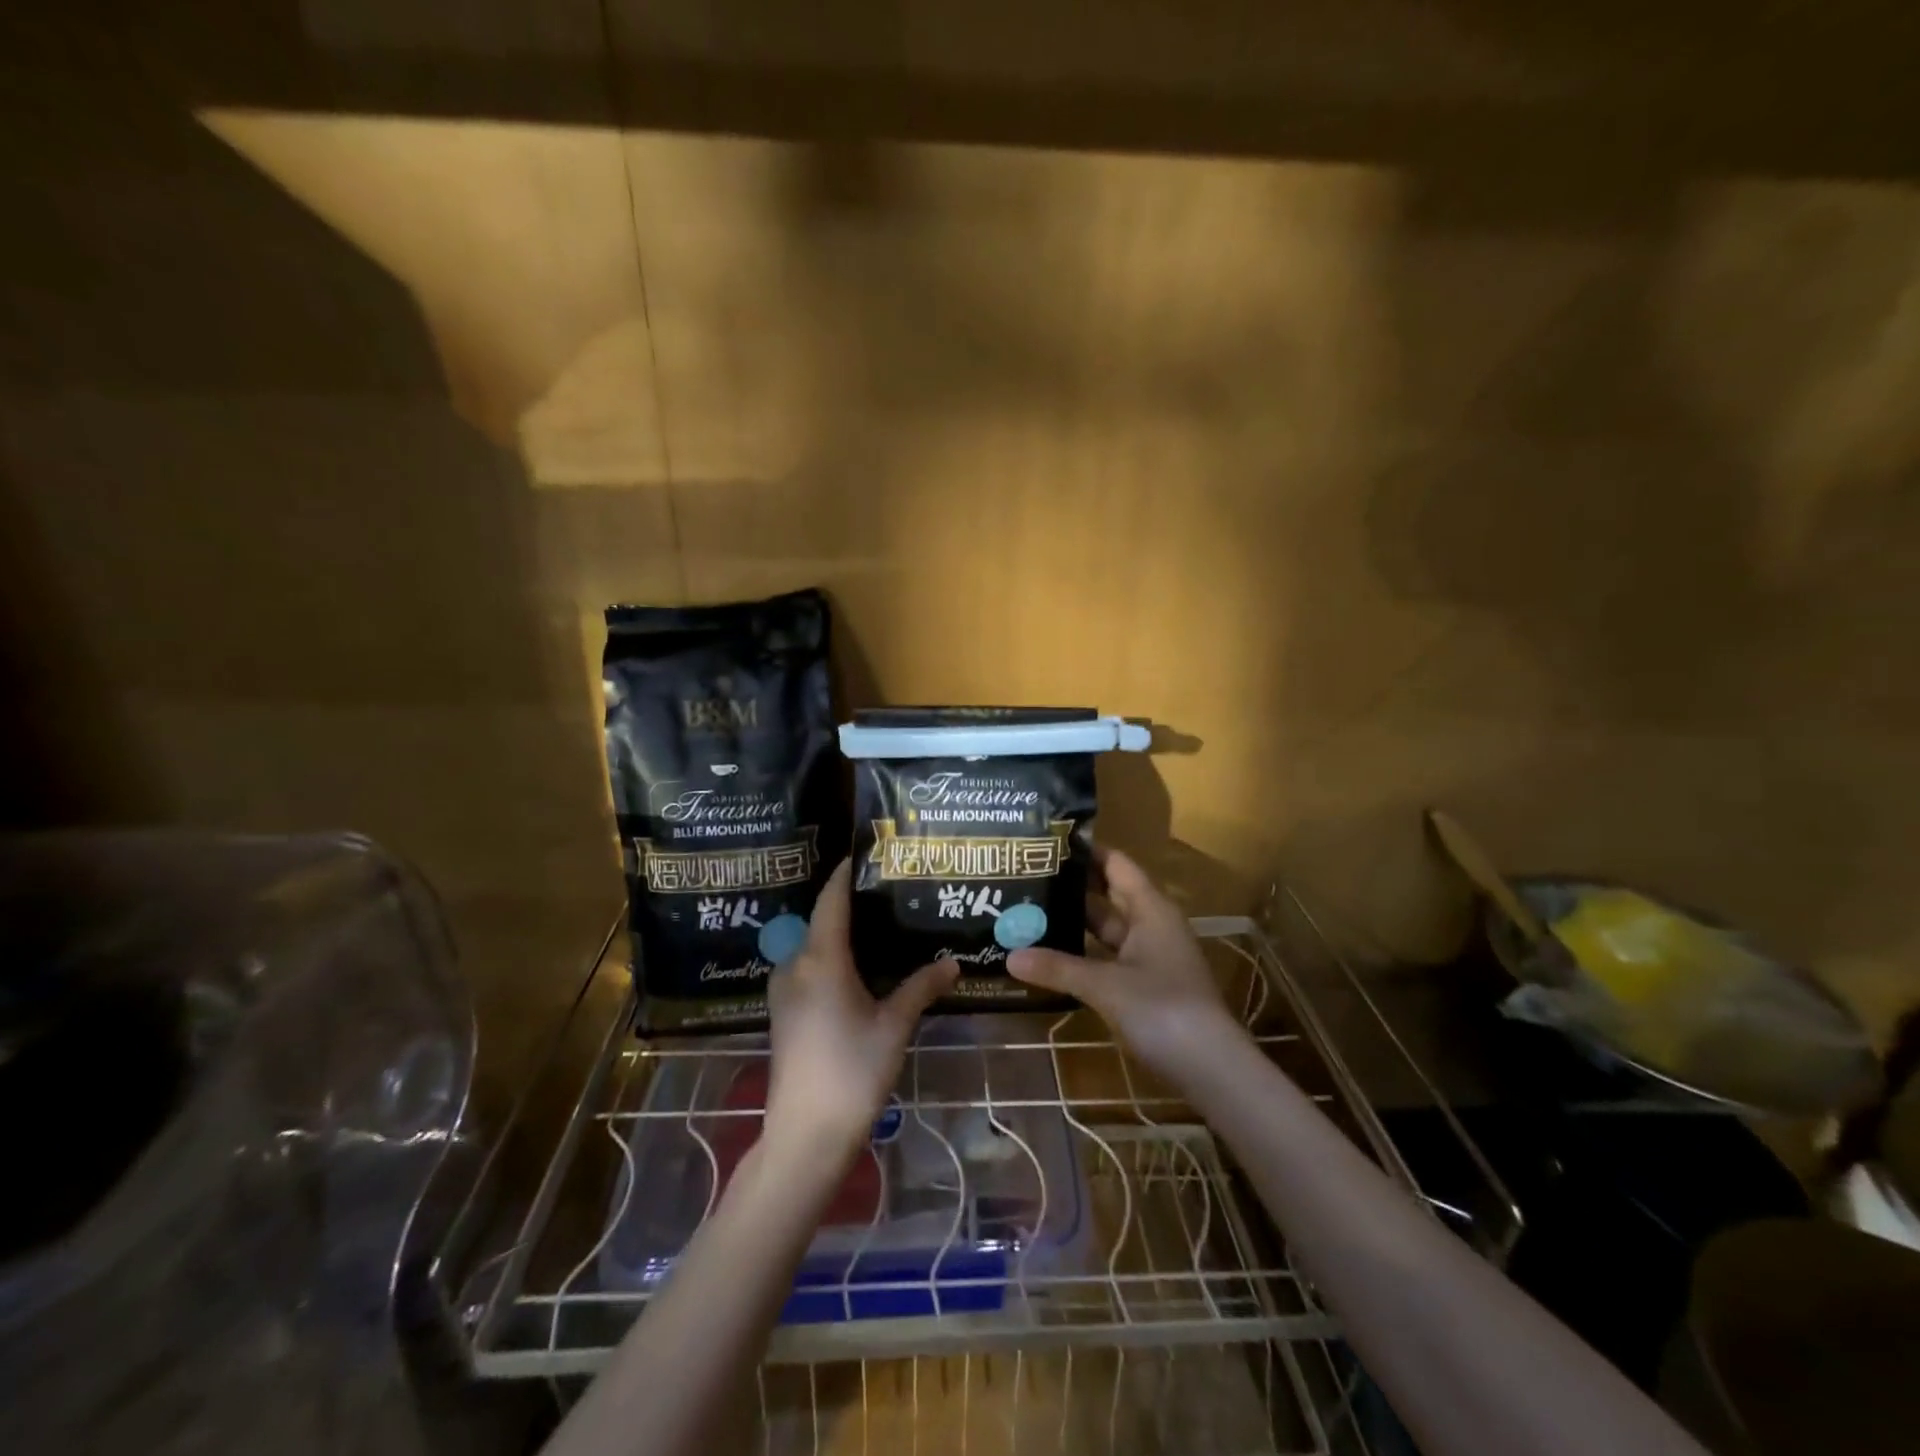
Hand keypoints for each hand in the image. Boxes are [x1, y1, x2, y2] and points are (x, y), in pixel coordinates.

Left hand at [763, 860, 957, 1160]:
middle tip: (889, 892)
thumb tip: (953, 962)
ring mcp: (784, 989)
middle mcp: (795, 964)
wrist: (805, 1135)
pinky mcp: (784, 1011)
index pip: (832, 899)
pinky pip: (808, 967)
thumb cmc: (853, 1072)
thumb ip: (921, 987)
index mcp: (820, 959)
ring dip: (842, 933)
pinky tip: (860, 966)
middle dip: (851, 903)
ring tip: (880, 925)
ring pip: (814, 945)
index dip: (846, 874)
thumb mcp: (894, 1025)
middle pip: (822, 919)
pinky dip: (832, 957)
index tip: (866, 854)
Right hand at [1008, 846, 1245, 1083]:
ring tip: (1029, 915)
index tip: (1047, 844)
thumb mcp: (1105, 985)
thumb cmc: (1162, 1009)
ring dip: (1074, 925)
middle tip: (1026, 879)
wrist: (1211, 1069)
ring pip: (1106, 931)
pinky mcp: (1146, 987)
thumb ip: (1057, 968)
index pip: (1116, 864)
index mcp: (1151, 909)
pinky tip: (1051, 959)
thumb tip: (1010, 956)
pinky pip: (1108, 959)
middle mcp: (1152, 926)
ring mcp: (1150, 958)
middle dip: (1071, 889)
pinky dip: (1083, 957)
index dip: (1086, 852)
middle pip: (1108, 896)